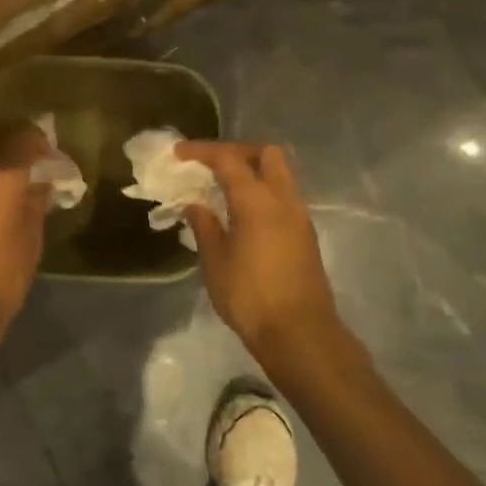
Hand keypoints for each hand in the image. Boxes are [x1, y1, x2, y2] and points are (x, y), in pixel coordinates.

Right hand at [179, 141, 342, 360]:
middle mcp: (283, 200)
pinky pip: (283, 196)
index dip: (202, 151)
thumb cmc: (250, 297)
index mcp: (257, 201)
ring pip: (280, 174)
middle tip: (211, 165)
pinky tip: (242, 213)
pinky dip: (262, 192)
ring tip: (223, 189)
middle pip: (266, 154)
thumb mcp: (216, 263)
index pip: (229, 160)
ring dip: (253, 171)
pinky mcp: (305, 234)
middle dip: (237, 151)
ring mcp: (299, 216)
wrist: (300, 334)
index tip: (179, 152)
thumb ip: (205, 227)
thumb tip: (196, 204)